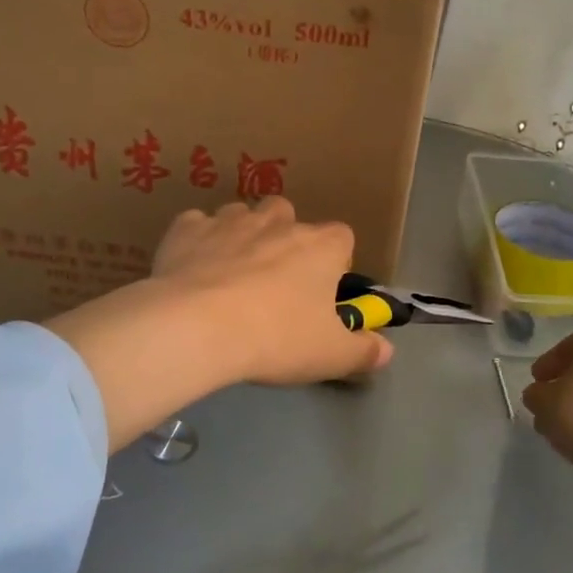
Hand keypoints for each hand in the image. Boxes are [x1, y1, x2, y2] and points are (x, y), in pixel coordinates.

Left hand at [151, 198, 392, 383]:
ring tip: (229, 275)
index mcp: (321, 246)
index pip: (342, 237)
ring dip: (241, 236)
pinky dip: (197, 242)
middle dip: (284, 238)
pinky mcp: (187, 228)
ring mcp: (229, 220)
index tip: (323, 290)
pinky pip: (196, 226)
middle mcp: (278, 222)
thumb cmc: (276, 338)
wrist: (197, 327)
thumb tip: (386, 349)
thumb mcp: (330, 356)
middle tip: (273, 280)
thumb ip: (363, 350)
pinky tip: (191, 270)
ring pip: (241, 216)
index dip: (335, 261)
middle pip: (288, 216)